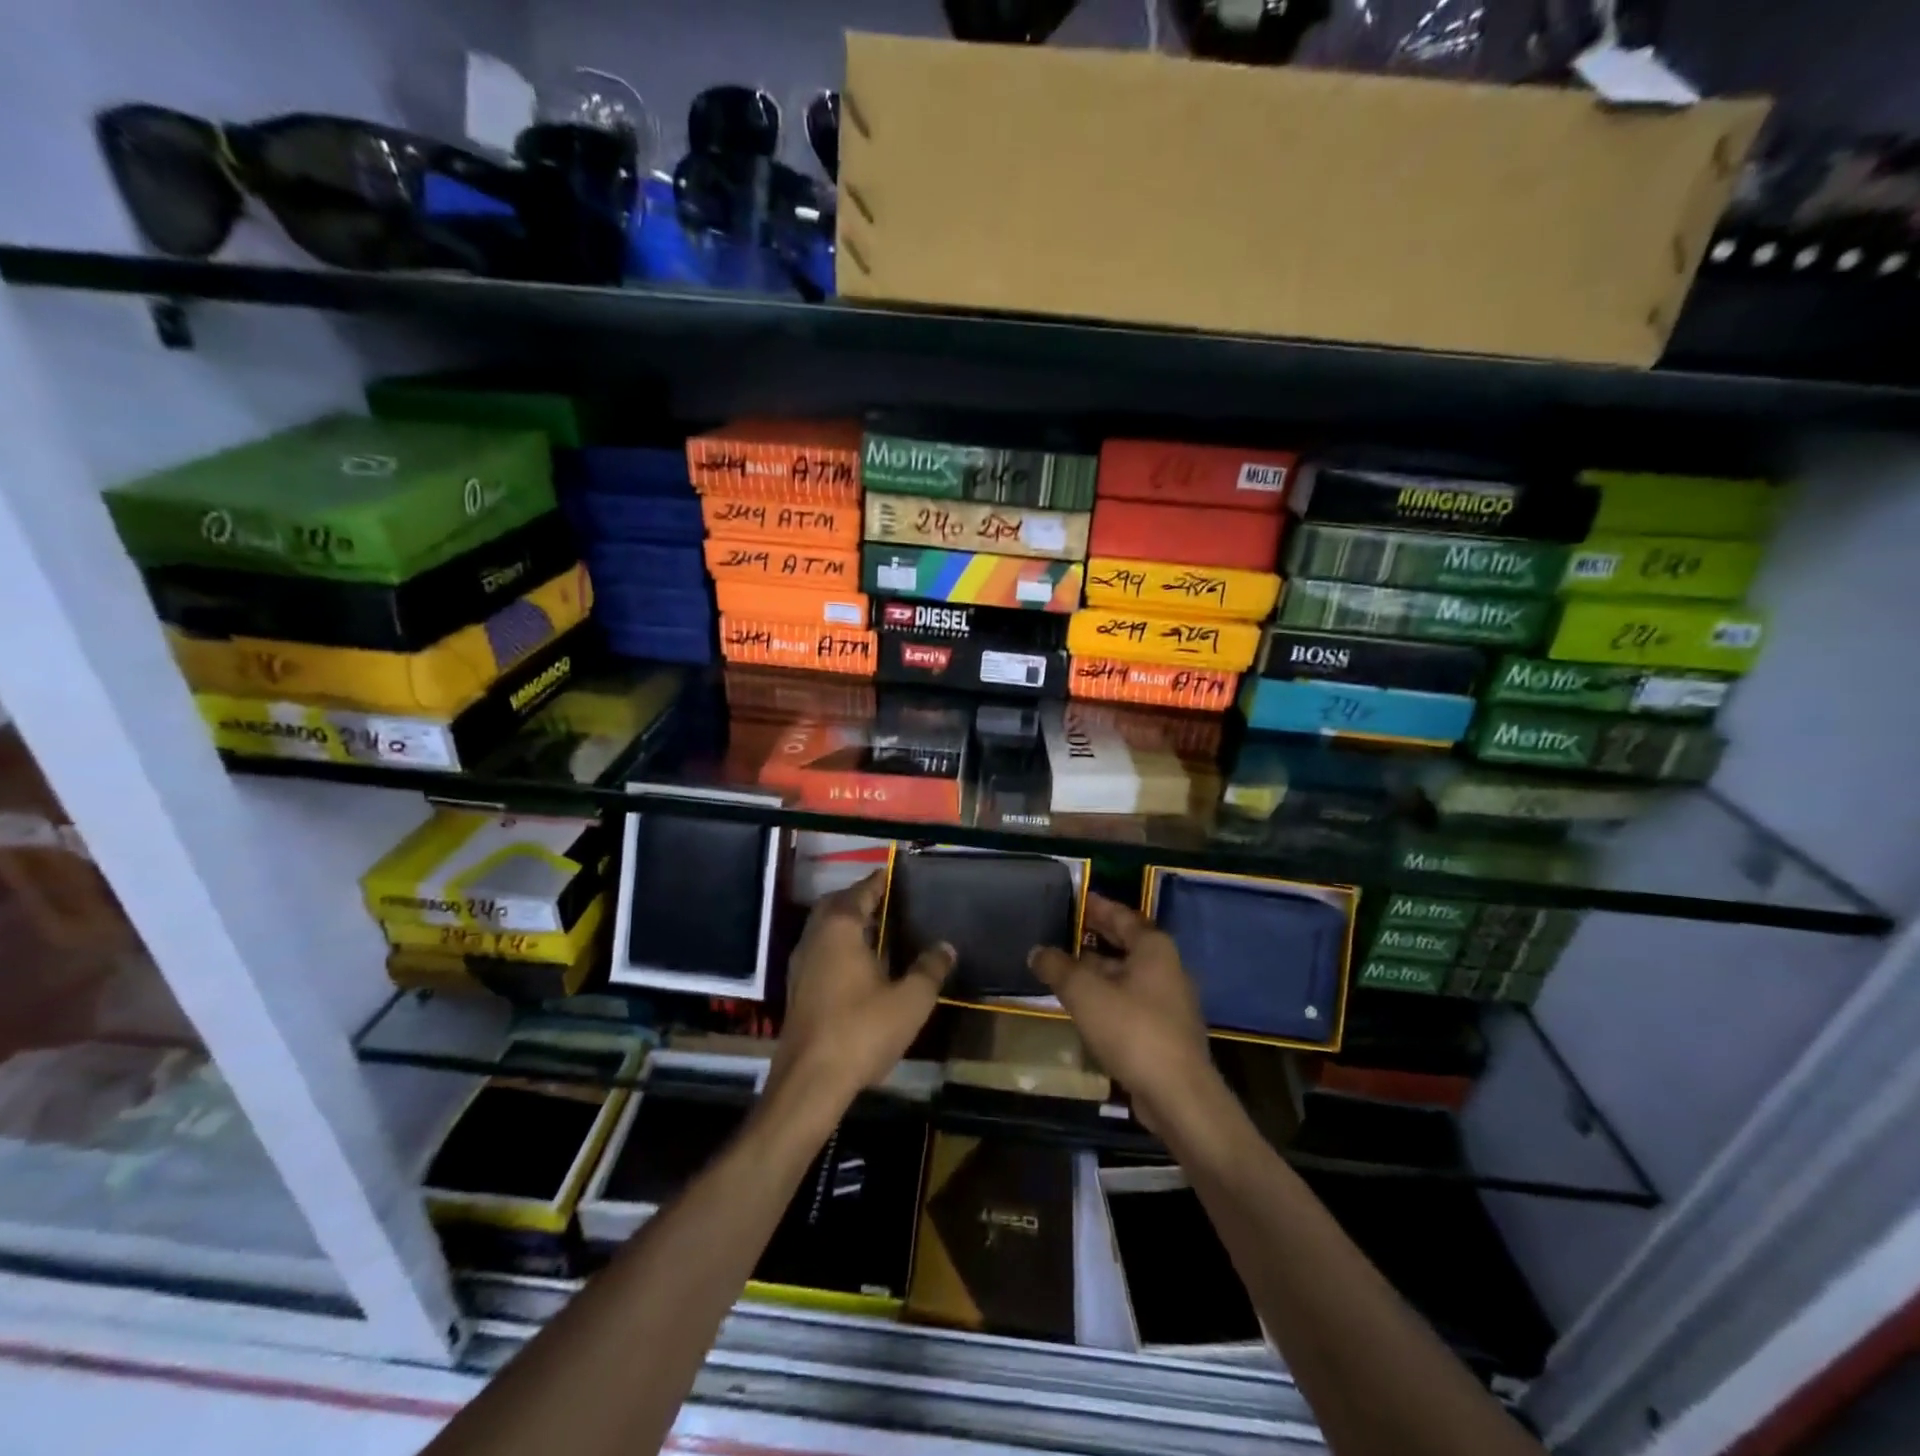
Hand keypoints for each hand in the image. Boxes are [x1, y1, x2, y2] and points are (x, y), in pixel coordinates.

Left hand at [768, 870, 954, 1121]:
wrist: (810, 1081)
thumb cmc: (862, 1030)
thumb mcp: (910, 1000)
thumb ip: (930, 969)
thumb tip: (946, 946)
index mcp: (840, 928)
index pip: (860, 892)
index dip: (878, 882)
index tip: (894, 874)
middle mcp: (815, 938)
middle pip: (835, 905)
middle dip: (858, 899)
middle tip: (885, 901)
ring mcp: (800, 965)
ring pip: (823, 930)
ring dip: (845, 924)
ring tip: (876, 930)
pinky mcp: (796, 990)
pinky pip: (818, 952)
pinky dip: (837, 947)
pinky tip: (858, 966)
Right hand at [1027, 892, 1217, 1132]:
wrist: (1177, 1095)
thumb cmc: (1131, 1029)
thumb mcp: (1083, 992)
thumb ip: (1057, 967)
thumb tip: (1037, 951)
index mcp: (1153, 947)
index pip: (1121, 914)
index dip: (1096, 905)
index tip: (1074, 898)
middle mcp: (1166, 967)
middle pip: (1126, 943)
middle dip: (1095, 936)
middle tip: (1063, 928)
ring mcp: (1169, 1001)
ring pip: (1126, 974)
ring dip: (1097, 969)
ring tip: (1064, 967)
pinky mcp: (1165, 1030)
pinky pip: (1130, 1000)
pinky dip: (1107, 994)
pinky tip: (1084, 1005)